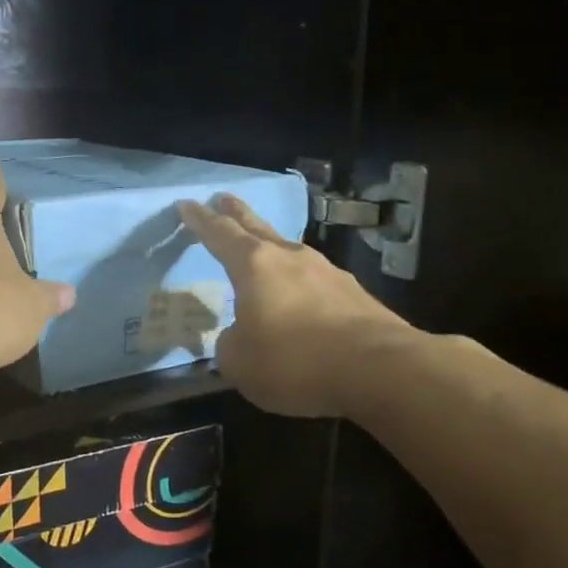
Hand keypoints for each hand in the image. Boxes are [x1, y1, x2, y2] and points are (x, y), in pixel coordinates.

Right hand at [178, 192, 413, 415]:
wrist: (380, 369)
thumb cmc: (295, 360)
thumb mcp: (240, 362)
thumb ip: (230, 344)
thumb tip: (239, 336)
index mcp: (254, 265)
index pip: (219, 233)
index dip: (200, 220)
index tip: (186, 204)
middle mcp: (290, 258)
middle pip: (257, 226)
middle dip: (236, 212)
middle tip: (223, 198)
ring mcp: (327, 272)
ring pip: (289, 250)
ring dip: (271, 246)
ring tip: (261, 249)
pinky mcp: (354, 294)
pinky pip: (315, 280)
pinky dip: (300, 282)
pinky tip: (301, 297)